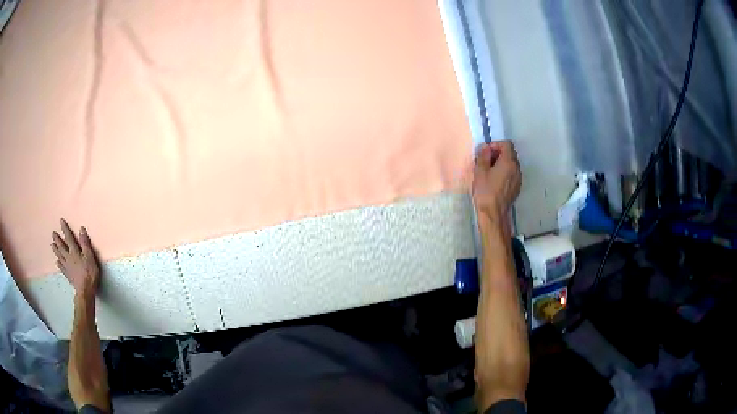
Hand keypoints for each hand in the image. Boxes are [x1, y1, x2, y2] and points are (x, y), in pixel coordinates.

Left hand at [51, 219, 100, 297]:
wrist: (85, 290)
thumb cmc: (89, 273)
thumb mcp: (90, 257)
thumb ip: (85, 243)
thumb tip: (81, 229)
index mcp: (74, 252)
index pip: (69, 237)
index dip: (65, 229)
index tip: (61, 221)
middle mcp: (68, 257)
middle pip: (62, 247)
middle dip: (57, 240)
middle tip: (53, 233)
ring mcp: (67, 267)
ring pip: (60, 256)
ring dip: (56, 250)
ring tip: (52, 245)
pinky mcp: (68, 275)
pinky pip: (62, 268)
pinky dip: (59, 264)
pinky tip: (57, 262)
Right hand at [472, 141, 521, 225]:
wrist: (494, 213)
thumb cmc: (485, 191)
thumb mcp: (480, 171)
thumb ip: (483, 156)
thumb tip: (485, 147)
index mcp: (508, 162)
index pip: (506, 144)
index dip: (496, 145)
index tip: (486, 152)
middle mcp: (517, 168)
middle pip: (510, 153)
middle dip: (498, 154)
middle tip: (486, 162)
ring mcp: (518, 178)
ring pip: (512, 164)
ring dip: (502, 164)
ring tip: (490, 172)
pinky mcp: (517, 187)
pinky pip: (512, 174)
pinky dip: (505, 173)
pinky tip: (496, 181)